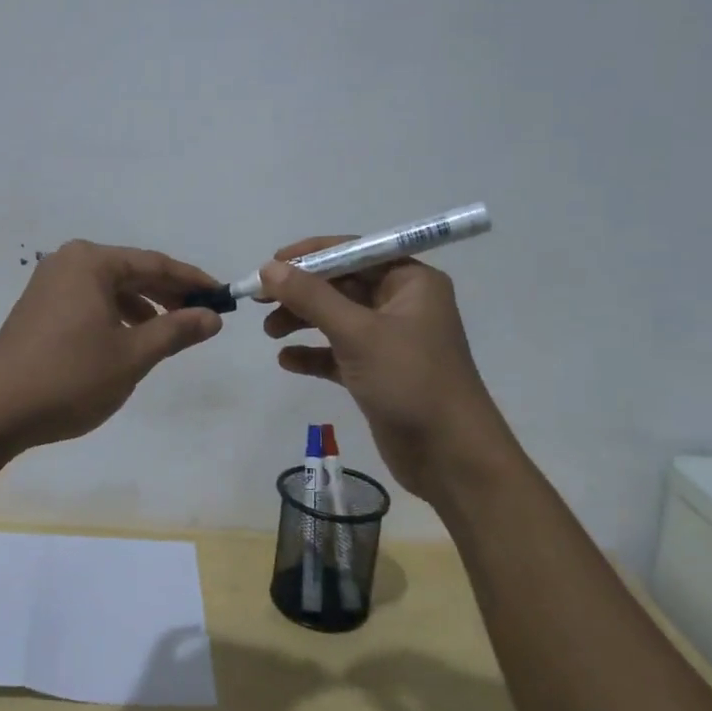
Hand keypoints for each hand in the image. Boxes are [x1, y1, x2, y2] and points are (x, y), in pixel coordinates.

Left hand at [0, 240, 223, 449]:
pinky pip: (91, 301)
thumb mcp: (132, 355)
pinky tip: (131, 340)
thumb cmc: (69, 378)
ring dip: (144, 307)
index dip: (192, 281)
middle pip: (132, 272)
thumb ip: (176, 331)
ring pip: (111, 288)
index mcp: (90, 262)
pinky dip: (116, 316)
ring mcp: (50, 284)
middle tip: (203, 316)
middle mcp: (68, 262)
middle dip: (169, 294)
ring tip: (171, 332)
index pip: (154, 263)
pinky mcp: (40, 308)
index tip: (223, 295)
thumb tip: (213, 317)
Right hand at [259, 237, 505, 503]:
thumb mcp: (358, 333)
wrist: (451, 458)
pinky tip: (286, 361)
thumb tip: (269, 267)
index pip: (354, 252)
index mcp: (410, 281)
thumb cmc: (411, 380)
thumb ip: (311, 297)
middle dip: (301, 292)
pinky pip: (338, 353)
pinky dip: (313, 354)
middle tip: (259, 300)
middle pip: (341, 285)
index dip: (311, 255)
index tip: (271, 263)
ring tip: (270, 332)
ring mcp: (390, 340)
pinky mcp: (378, 373)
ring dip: (302, 321)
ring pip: (337, 319)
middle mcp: (402, 304)